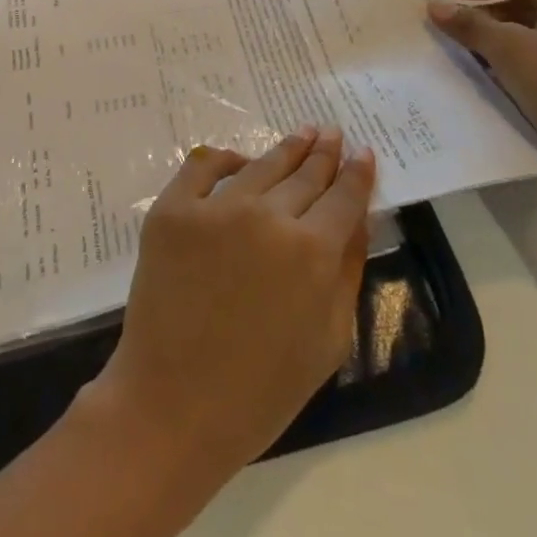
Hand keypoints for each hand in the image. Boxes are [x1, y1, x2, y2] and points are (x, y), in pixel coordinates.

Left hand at [79, 127, 375, 488]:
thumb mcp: (328, 340)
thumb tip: (359, 217)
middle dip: (323, 153)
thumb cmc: (262, 390)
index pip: (343, 197)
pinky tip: (241, 159)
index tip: (364, 152)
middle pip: (305, 174)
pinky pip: (203, 166)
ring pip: (261, 165)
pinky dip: (226, 158)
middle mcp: (267, 216)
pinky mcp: (173, 208)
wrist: (173, 405)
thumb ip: (347, 271)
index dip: (357, 173)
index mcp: (312, 251)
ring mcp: (215, 207)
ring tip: (301, 133)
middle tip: (331, 132)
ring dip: (286, 148)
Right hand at [429, 0, 536, 202]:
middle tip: (448, 27)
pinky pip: (534, 71)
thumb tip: (436, 5)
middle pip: (524, 8)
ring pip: (527, 42)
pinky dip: (506, 70)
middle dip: (484, 15)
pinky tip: (482, 84)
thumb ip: (470, 25)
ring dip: (492, 45)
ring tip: (457, 55)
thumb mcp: (511, 51)